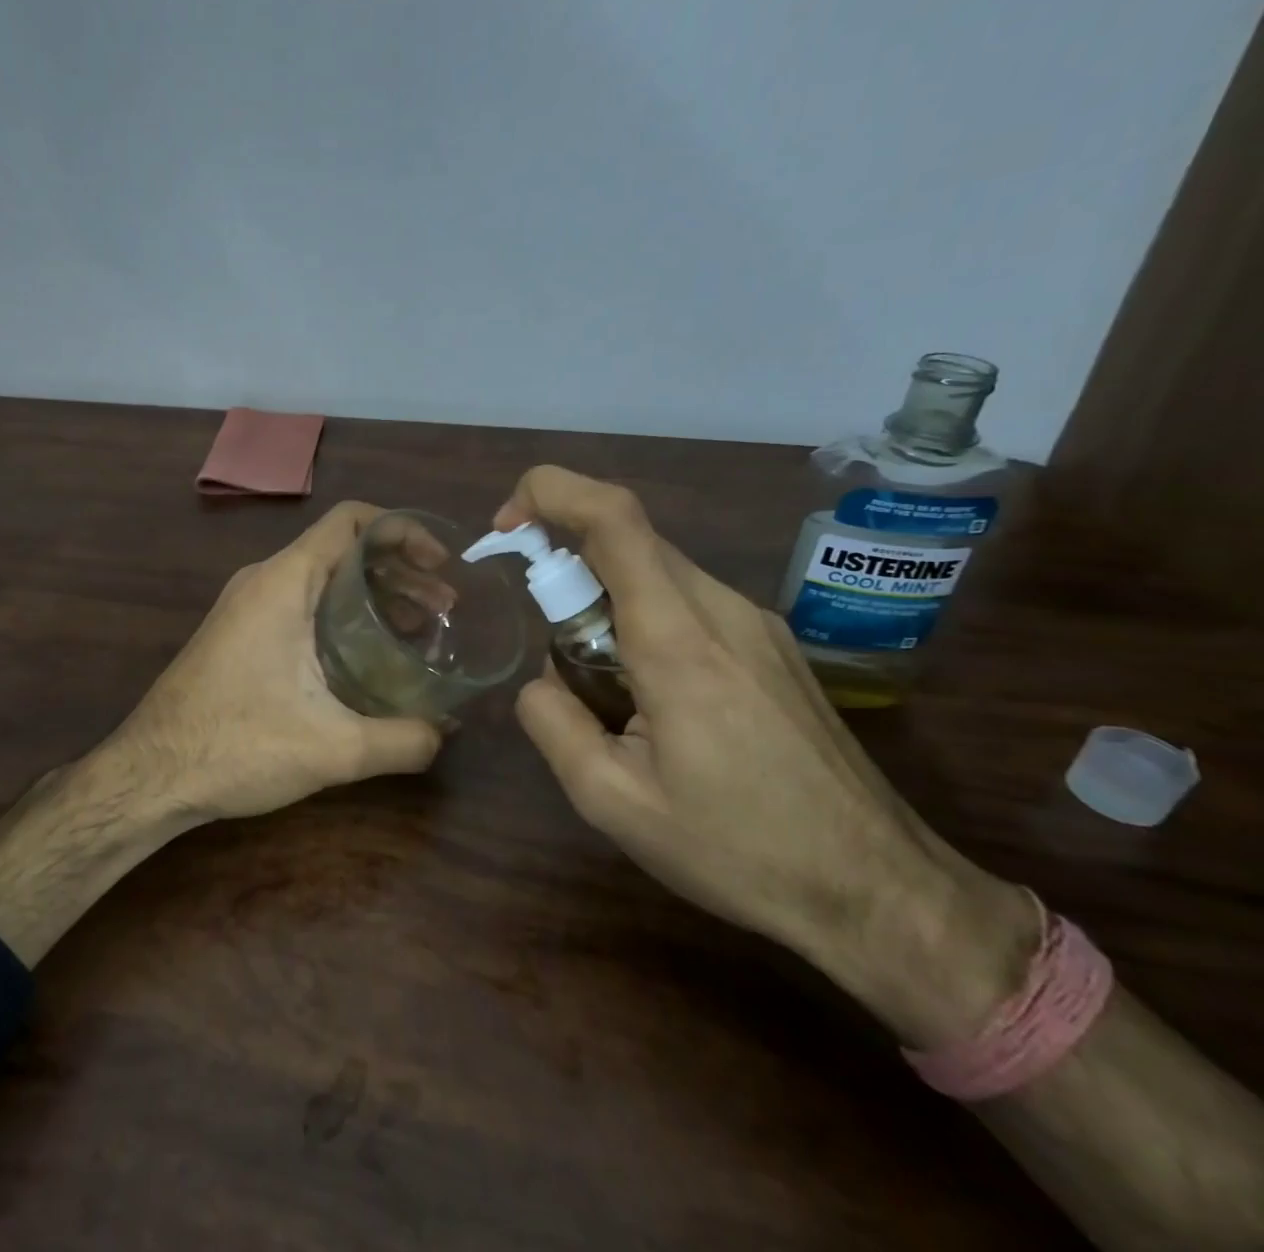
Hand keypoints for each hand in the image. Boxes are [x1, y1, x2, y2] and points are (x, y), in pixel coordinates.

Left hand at [0, 502, 442, 965]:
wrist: (149, 775)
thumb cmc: (236, 747)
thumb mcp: (332, 748)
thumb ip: (402, 740)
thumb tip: (446, 735)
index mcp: (283, 582)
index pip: (351, 521)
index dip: (403, 531)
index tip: (441, 564)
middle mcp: (263, 581)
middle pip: (342, 549)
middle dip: (398, 571)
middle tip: (443, 609)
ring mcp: (246, 606)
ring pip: (321, 579)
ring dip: (372, 596)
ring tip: (418, 631)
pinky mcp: (239, 633)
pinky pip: (301, 604)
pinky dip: (343, 615)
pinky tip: (367, 657)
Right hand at [497, 466, 1036, 1045]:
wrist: (881, 892)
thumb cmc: (740, 850)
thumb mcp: (611, 801)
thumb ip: (552, 722)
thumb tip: (540, 679)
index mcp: (677, 639)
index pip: (613, 517)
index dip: (548, 493)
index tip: (505, 530)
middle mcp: (720, 609)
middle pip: (626, 540)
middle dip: (565, 565)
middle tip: (551, 647)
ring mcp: (755, 623)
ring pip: (655, 571)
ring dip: (604, 602)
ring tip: (606, 694)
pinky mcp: (771, 645)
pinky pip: (686, 601)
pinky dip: (642, 621)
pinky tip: (653, 700)